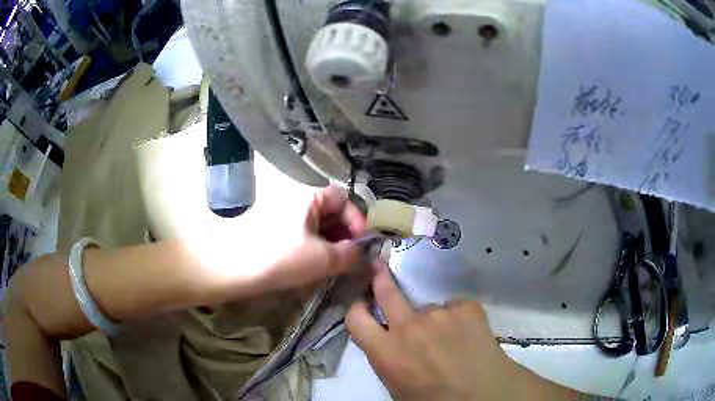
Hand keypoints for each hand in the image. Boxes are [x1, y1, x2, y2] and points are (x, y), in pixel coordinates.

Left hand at [262, 185, 366, 289]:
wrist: (236, 271)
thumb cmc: (283, 258)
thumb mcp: (323, 258)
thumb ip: (351, 256)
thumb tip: (368, 259)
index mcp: (309, 197)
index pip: (343, 200)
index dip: (357, 220)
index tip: (362, 245)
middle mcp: (297, 201)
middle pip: (331, 213)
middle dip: (344, 236)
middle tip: (349, 259)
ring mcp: (285, 217)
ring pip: (317, 227)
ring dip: (330, 246)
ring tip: (333, 268)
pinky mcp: (276, 233)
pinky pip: (303, 237)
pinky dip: (314, 251)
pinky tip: (313, 269)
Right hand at [346, 263, 575, 400]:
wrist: (484, 395)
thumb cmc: (434, 400)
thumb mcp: (397, 386)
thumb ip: (388, 359)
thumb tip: (388, 344)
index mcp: (386, 352)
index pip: (355, 318)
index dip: (357, 308)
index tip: (363, 304)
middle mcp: (408, 327)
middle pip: (386, 291)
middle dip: (380, 277)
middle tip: (378, 266)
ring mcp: (438, 314)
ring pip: (429, 309)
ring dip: (435, 321)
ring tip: (453, 340)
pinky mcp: (466, 308)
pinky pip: (457, 309)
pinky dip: (460, 320)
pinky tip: (470, 336)